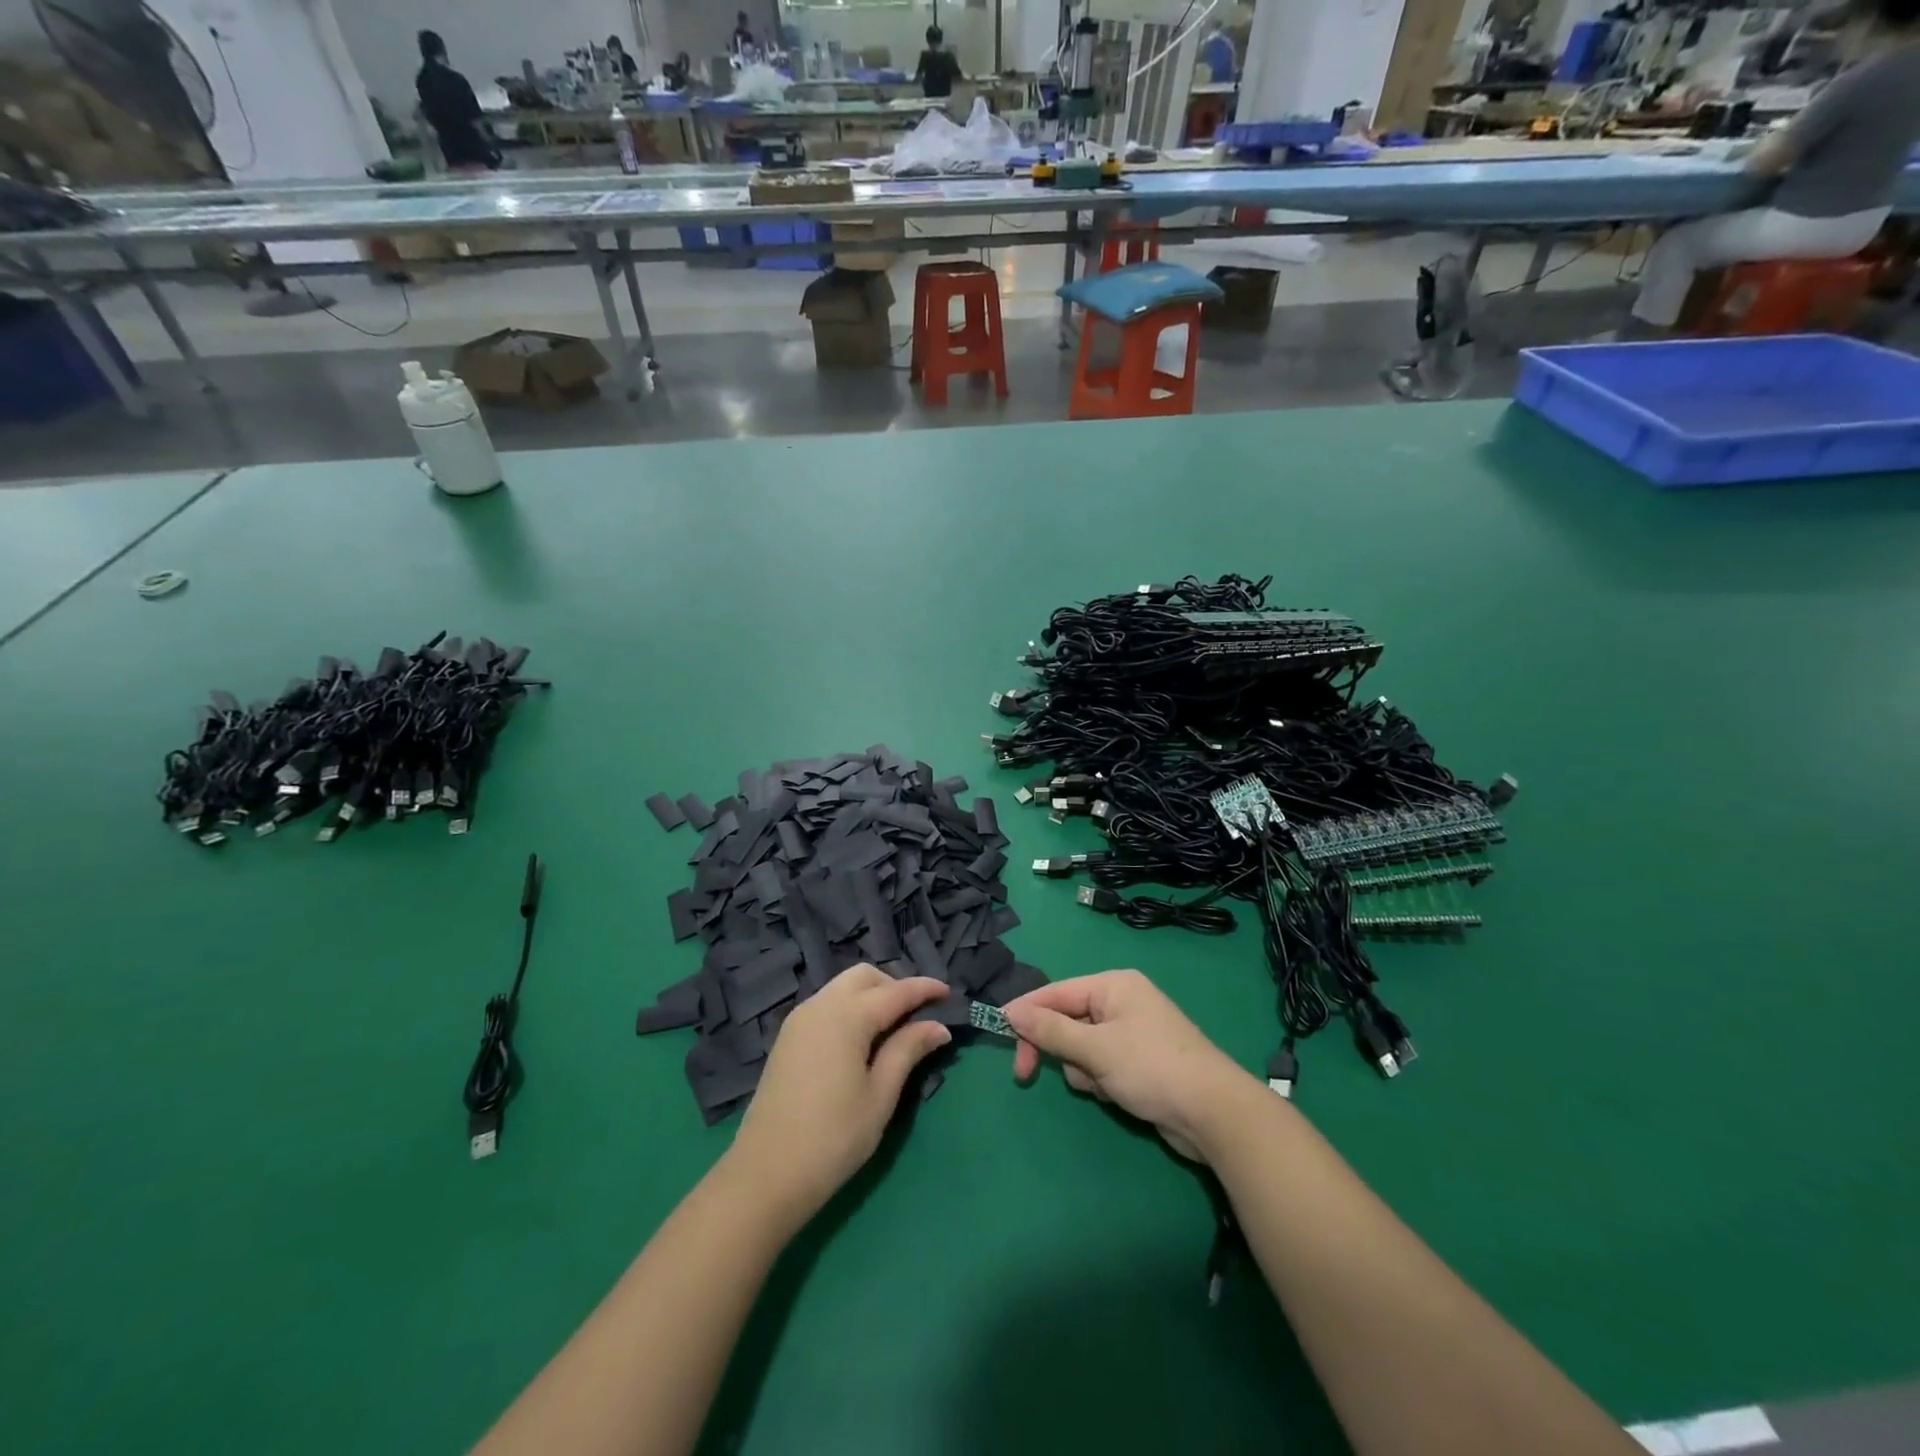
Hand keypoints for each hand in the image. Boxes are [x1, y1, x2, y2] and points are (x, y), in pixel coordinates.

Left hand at [727, 966, 950, 1223]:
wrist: (765, 1175)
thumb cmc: (833, 1137)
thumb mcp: (880, 1095)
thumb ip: (907, 1051)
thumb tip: (937, 1025)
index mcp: (847, 1016)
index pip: (895, 991)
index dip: (924, 989)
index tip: (948, 992)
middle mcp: (821, 1005)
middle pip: (864, 977)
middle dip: (894, 986)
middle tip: (917, 1015)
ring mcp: (799, 1020)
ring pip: (842, 987)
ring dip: (871, 996)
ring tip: (893, 1029)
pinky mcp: (787, 1038)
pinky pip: (826, 1005)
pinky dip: (850, 1008)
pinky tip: (862, 1040)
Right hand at [1002, 970, 1255, 1160]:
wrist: (1214, 1114)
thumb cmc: (1152, 1068)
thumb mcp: (1095, 1049)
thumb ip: (1050, 1030)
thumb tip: (1010, 1010)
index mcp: (1113, 985)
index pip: (1056, 992)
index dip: (1026, 1013)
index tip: (999, 1034)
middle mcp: (1122, 1001)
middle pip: (1067, 1019)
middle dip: (1056, 1048)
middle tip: (1025, 1076)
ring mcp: (1132, 1031)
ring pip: (1081, 1046)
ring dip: (1082, 1069)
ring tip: (1104, 1085)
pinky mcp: (1139, 1061)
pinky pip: (1101, 1063)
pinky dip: (1100, 1079)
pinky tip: (1117, 1094)